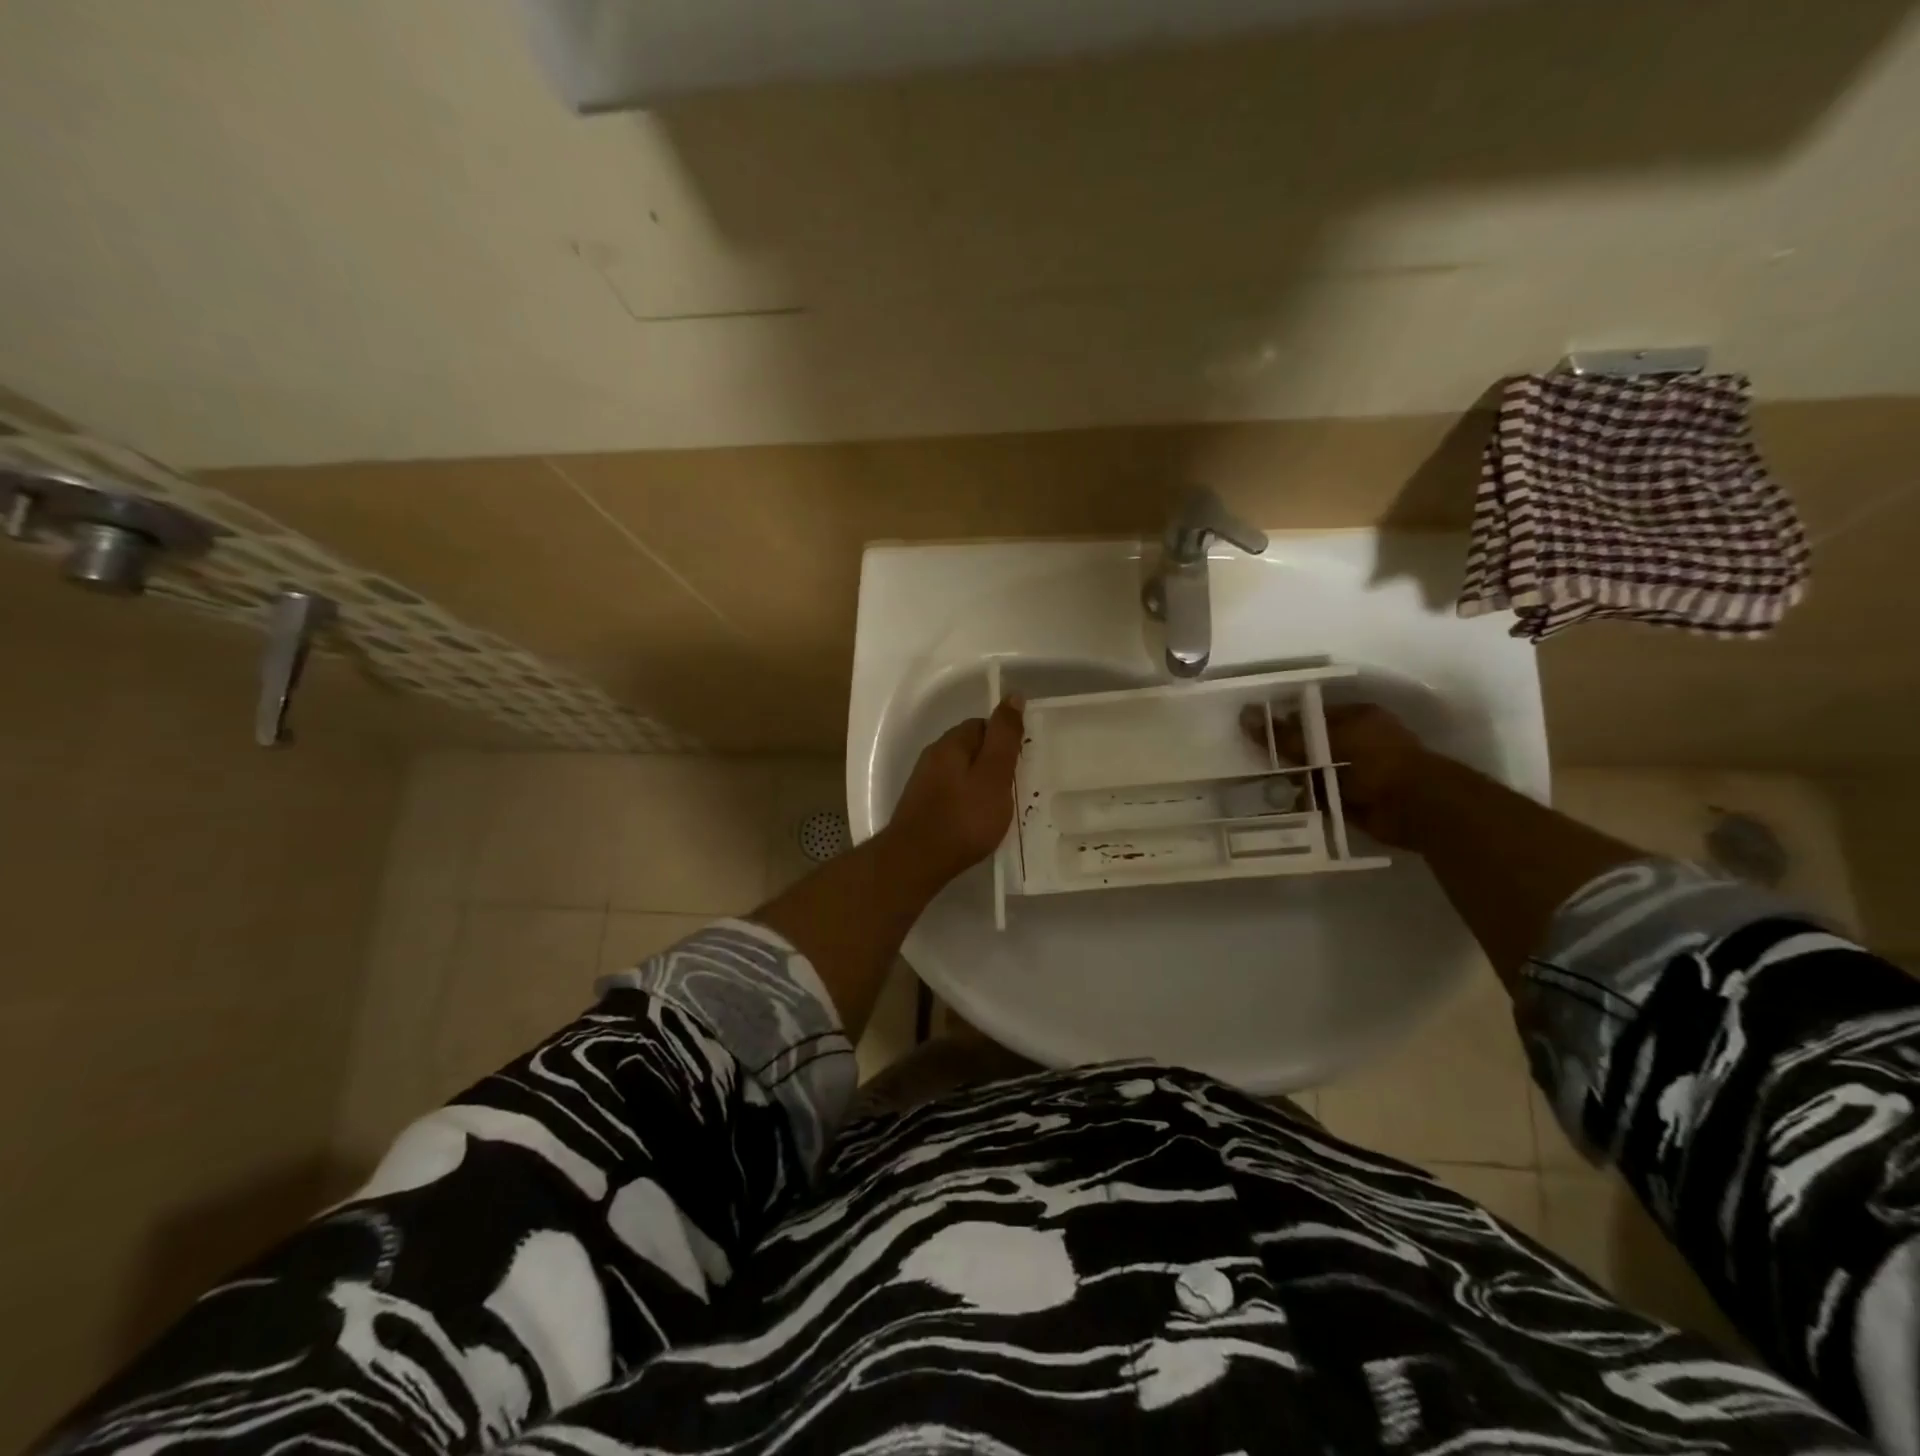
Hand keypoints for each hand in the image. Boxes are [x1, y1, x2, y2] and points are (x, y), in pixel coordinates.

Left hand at [885, 698, 1025, 889]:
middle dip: (993, 763)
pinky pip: (951, 794)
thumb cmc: (963, 818)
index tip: (1020, 764)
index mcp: (950, 744)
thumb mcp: (993, 775)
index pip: (982, 725)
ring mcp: (923, 783)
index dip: (1004, 741)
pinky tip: (976, 822)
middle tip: (1014, 789)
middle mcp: (933, 757)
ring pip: (961, 773)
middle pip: (971, 748)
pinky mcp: (921, 807)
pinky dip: (967, 802)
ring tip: (999, 809)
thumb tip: (1013, 696)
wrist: (916, 861)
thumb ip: (1004, 737)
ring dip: (980, 784)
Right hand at [1241, 701, 1432, 847]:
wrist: (1416, 807)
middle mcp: (1360, 741)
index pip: (1312, 715)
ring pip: (1314, 772)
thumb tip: (1246, 715)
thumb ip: (1287, 734)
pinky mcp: (1354, 801)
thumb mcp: (1326, 741)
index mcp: (1358, 717)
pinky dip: (1304, 800)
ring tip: (1257, 782)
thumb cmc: (1375, 761)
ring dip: (1293, 778)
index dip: (1284, 722)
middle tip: (1250, 758)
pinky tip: (1277, 802)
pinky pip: (1320, 797)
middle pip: (1312, 744)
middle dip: (1286, 753)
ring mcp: (1358, 773)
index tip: (1255, 731)